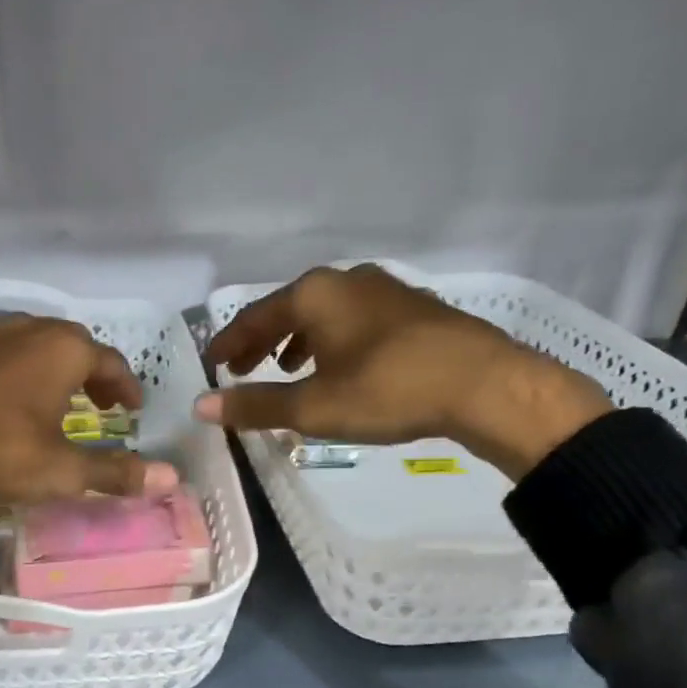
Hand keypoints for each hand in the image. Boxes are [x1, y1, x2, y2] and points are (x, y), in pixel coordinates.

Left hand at [0, 315, 178, 521]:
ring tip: (58, 404)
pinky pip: (2, 358)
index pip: (110, 361)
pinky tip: (8, 406)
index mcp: (63, 349)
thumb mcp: (60, 469)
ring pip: (34, 348)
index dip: (126, 386)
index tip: (133, 409)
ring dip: (54, 373)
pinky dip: (19, 375)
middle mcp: (28, 331)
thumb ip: (115, 472)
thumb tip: (171, 478)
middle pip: (73, 346)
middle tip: (102, 405)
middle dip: (92, 375)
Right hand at [194, 265, 610, 480]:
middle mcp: (346, 280)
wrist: (485, 384)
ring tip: (287, 368)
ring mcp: (384, 289)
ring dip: (298, 340)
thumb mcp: (314, 407)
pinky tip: (341, 365)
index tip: (214, 364)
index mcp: (315, 294)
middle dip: (262, 341)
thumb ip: (256, 405)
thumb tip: (201, 407)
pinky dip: (333, 340)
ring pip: (325, 313)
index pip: (255, 316)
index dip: (231, 343)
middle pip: (289, 309)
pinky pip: (355, 319)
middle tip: (242, 368)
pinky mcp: (413, 307)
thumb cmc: (388, 390)